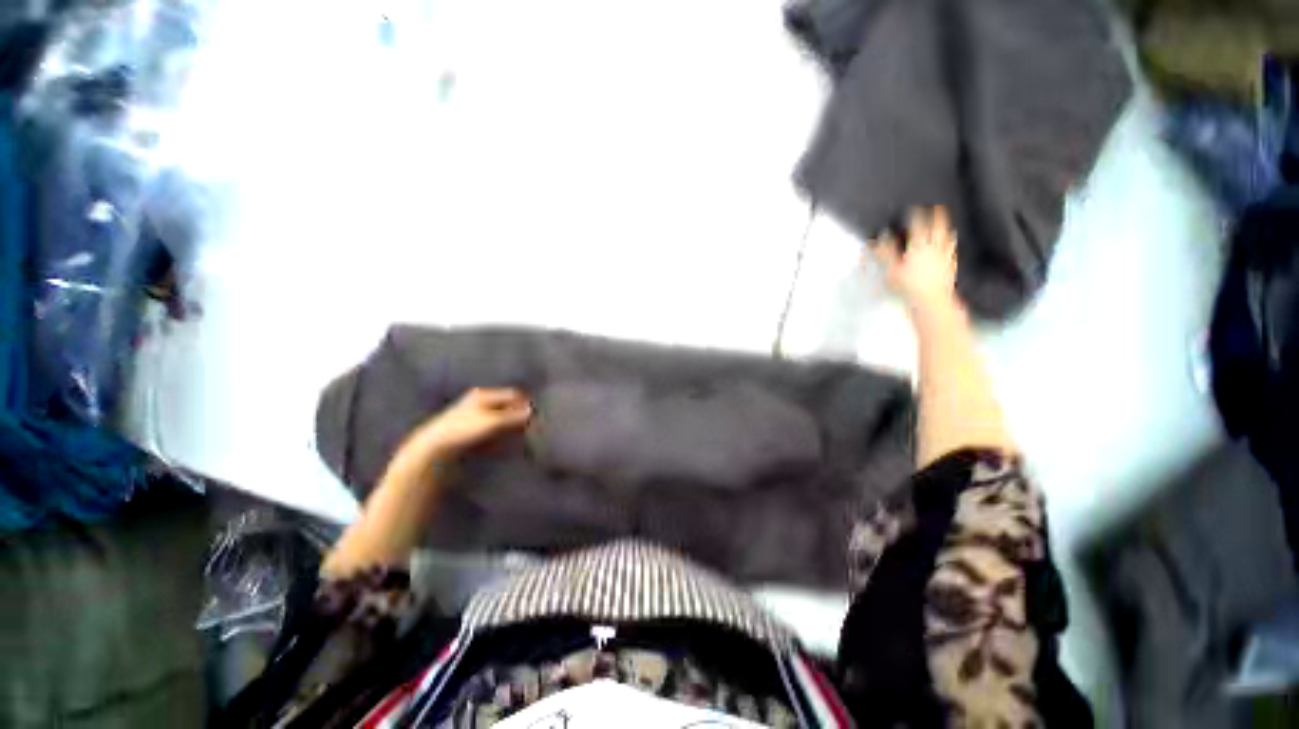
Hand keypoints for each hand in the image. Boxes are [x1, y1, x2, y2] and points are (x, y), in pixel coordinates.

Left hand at [408, 387, 532, 460]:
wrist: (431, 450)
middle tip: (531, 426)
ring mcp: (473, 417)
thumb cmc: (462, 430)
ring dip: (510, 426)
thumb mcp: (492, 422)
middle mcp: (478, 402)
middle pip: (507, 406)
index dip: (525, 404)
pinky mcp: (469, 432)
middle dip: (518, 415)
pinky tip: (505, 443)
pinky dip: (501, 435)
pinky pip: (492, 430)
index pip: (513, 394)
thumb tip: (533, 411)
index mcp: (483, 394)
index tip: (536, 415)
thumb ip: (513, 416)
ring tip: (521, 435)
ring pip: (500, 419)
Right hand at [871, 206, 959, 314]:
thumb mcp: (892, 269)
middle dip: (936, 216)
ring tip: (945, 222)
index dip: (916, 214)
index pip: (918, 224)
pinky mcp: (951, 264)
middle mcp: (934, 246)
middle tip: (937, 207)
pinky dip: (951, 242)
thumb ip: (887, 252)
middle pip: (937, 226)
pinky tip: (951, 242)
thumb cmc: (908, 285)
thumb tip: (880, 238)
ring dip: (946, 227)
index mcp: (919, 245)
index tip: (914, 208)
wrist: (931, 299)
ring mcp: (945, 255)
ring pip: (947, 236)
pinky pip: (951, 249)